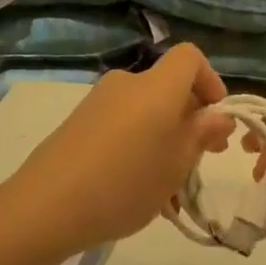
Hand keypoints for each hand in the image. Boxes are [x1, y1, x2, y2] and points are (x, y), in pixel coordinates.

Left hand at [7, 45, 233, 258]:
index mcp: (156, 87)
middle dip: (190, 118)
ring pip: (146, 110)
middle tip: (200, 159)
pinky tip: (136, 186)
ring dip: (165, 137)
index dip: (210, 80)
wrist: (46, 207)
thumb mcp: (176, 165)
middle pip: (168, 87)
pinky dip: (138, 144)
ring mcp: (98, 102)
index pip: (190, 57)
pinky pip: (122, 123)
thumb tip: (219, 116)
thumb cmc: (125, 183)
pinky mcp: (78, 122)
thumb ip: (201, 135)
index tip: (216, 117)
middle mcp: (127, 83)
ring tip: (168, 186)